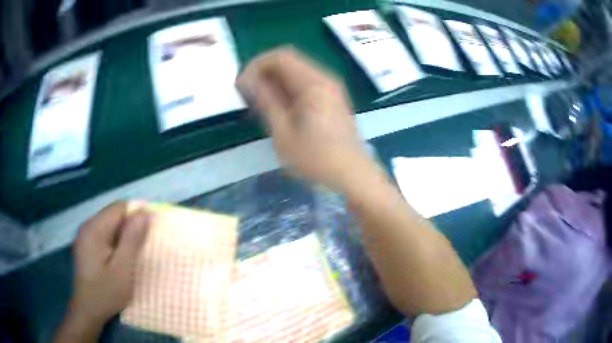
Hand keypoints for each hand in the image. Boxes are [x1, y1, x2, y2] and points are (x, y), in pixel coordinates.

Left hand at [54, 202, 148, 342]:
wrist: (88, 311)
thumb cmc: (106, 292)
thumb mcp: (123, 270)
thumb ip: (131, 240)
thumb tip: (143, 215)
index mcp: (94, 229)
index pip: (119, 207)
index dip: (137, 213)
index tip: (152, 229)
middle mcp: (88, 226)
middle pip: (113, 214)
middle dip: (131, 225)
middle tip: (145, 245)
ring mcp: (85, 235)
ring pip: (110, 224)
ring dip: (124, 233)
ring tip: (134, 253)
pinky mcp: (87, 245)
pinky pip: (105, 234)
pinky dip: (116, 240)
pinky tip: (120, 257)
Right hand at [237, 47, 374, 192]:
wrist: (353, 173)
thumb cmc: (317, 158)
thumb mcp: (283, 132)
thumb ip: (265, 100)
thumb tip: (247, 80)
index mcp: (313, 83)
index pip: (280, 57)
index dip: (256, 65)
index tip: (242, 84)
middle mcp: (325, 78)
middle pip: (289, 60)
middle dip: (264, 71)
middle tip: (248, 93)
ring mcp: (331, 86)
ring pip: (297, 70)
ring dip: (275, 79)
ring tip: (261, 101)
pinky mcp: (333, 96)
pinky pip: (306, 81)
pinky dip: (288, 86)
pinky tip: (281, 106)